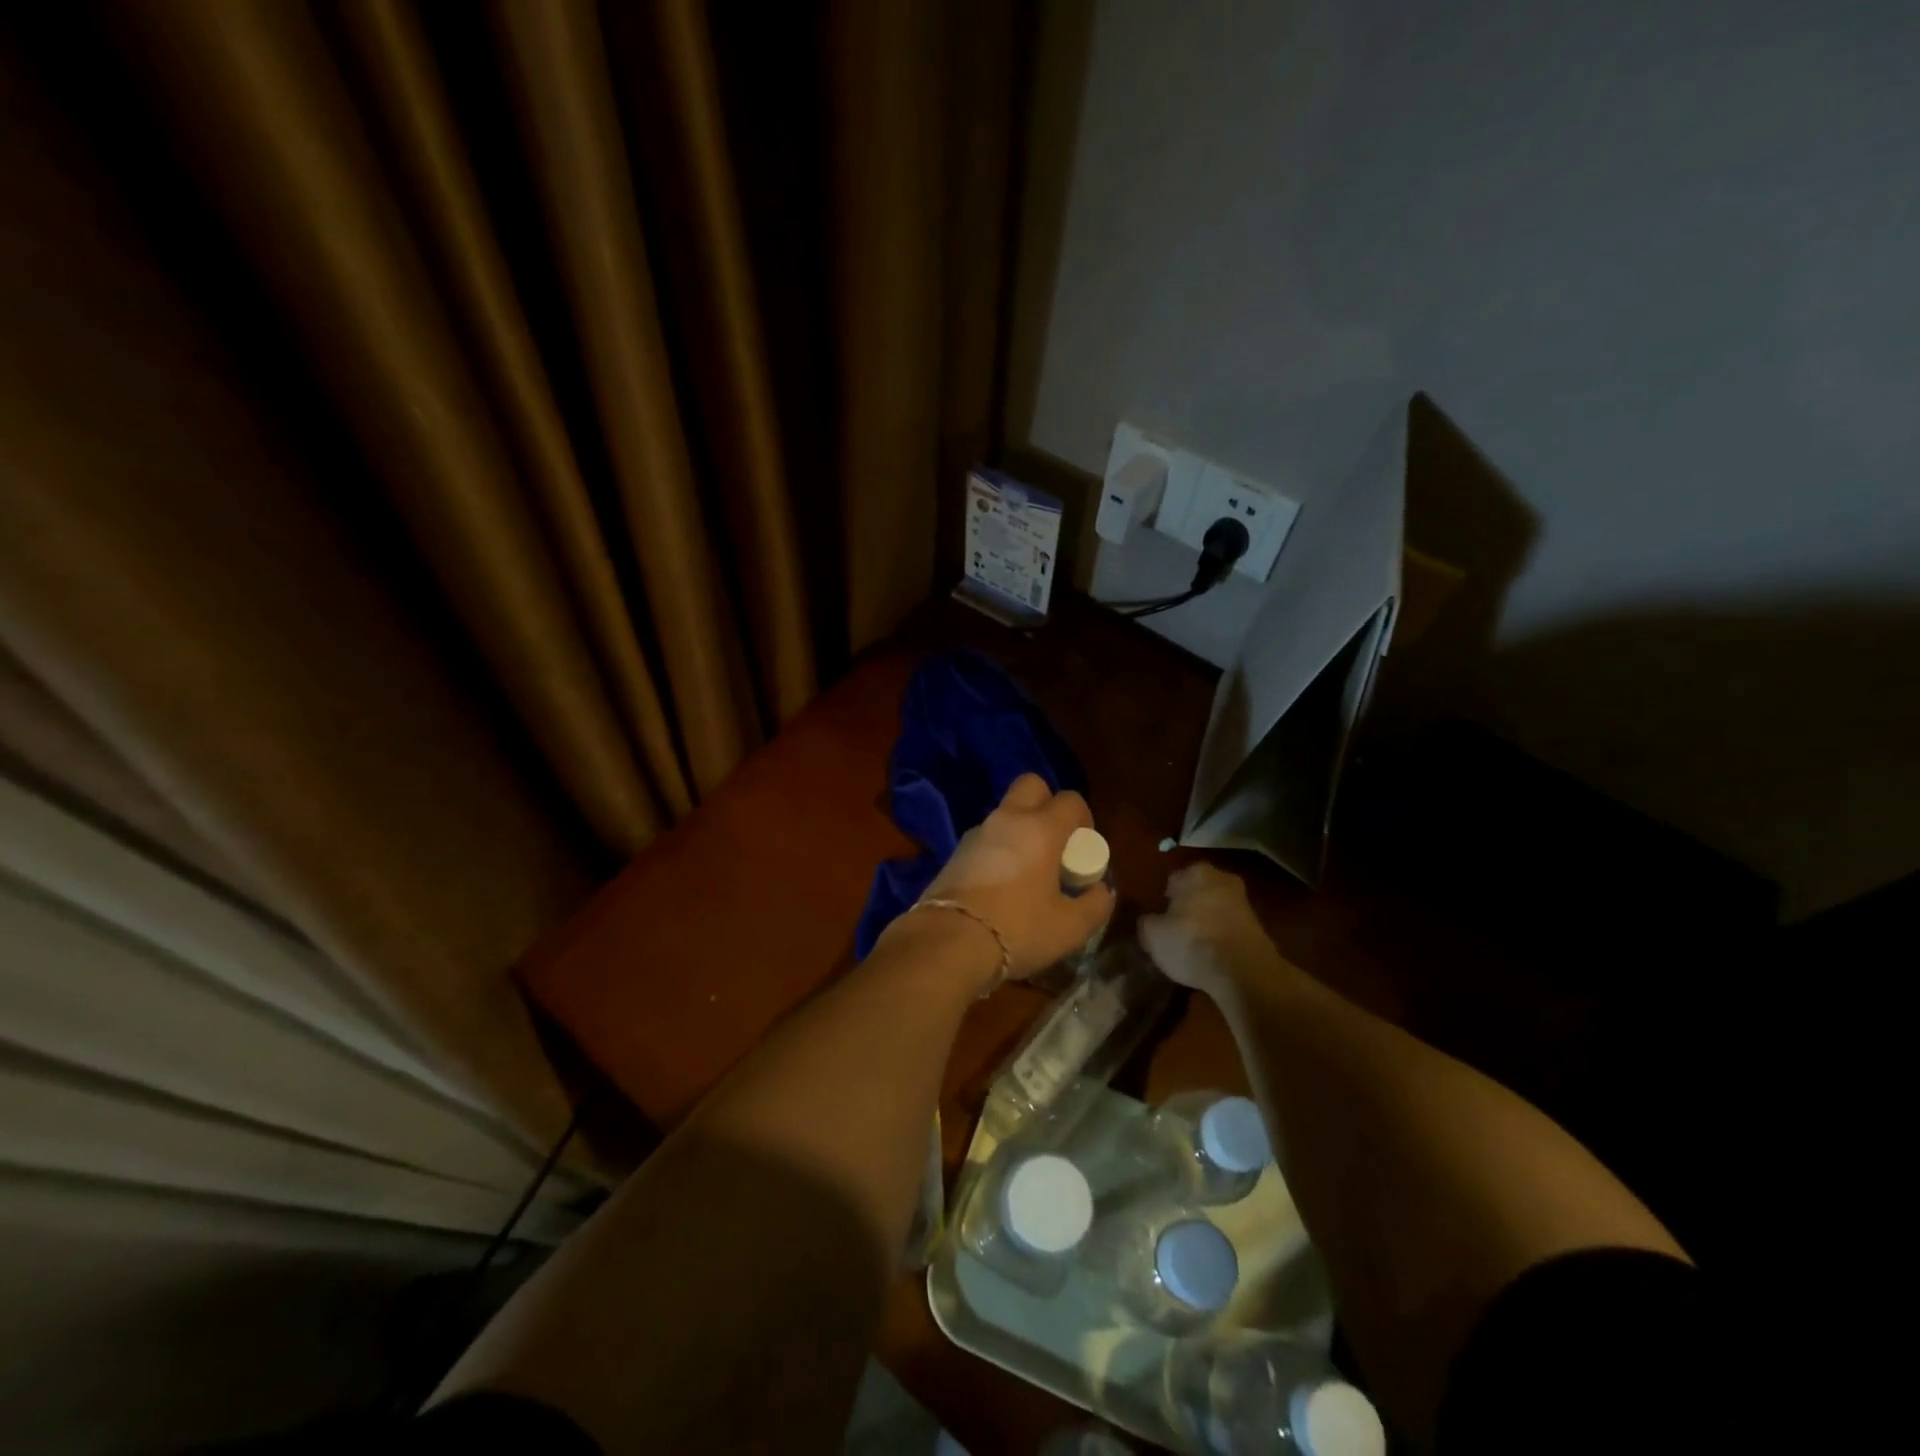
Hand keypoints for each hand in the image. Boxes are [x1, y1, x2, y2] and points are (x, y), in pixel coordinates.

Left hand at [909, 773, 1114, 982]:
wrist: (949, 942)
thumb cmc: (1018, 929)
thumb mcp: (1070, 927)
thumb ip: (1095, 904)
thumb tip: (1101, 890)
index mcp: (1041, 828)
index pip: (1070, 799)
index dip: (1084, 818)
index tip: (1084, 848)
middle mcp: (1008, 819)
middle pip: (1031, 786)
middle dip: (1047, 804)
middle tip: (1055, 843)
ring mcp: (977, 833)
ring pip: (1005, 813)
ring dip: (1020, 830)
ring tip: (1028, 871)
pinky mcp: (955, 853)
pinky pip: (986, 838)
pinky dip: (998, 850)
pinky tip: (1001, 886)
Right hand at [1139, 863, 1290, 998]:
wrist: (1244, 973)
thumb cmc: (1191, 942)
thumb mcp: (1152, 935)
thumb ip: (1145, 922)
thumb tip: (1148, 921)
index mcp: (1196, 872)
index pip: (1172, 880)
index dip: (1163, 900)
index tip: (1158, 919)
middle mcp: (1223, 880)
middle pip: (1197, 893)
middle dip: (1187, 908)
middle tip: (1173, 931)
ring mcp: (1244, 904)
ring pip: (1215, 911)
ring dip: (1205, 924)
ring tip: (1191, 949)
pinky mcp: (1259, 929)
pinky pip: (1229, 930)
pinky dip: (1220, 940)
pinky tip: (1210, 958)